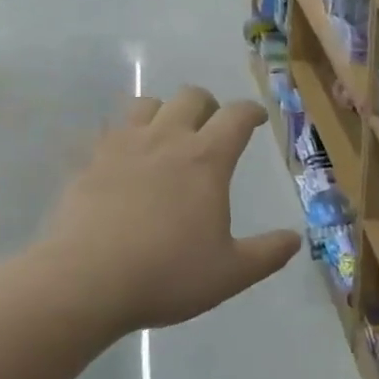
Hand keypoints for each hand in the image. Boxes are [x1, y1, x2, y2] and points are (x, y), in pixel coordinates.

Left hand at [27, 87, 300, 339]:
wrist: (83, 282)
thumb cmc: (166, 274)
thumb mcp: (230, 273)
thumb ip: (268, 254)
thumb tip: (295, 239)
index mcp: (206, 159)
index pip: (236, 116)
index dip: (251, 112)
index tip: (257, 118)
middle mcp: (166, 140)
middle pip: (191, 96)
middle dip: (208, 104)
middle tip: (212, 126)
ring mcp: (122, 147)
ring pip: (146, 103)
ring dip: (163, 111)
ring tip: (166, 135)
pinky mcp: (87, 162)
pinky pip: (107, 131)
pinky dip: (122, 136)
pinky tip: (122, 158)